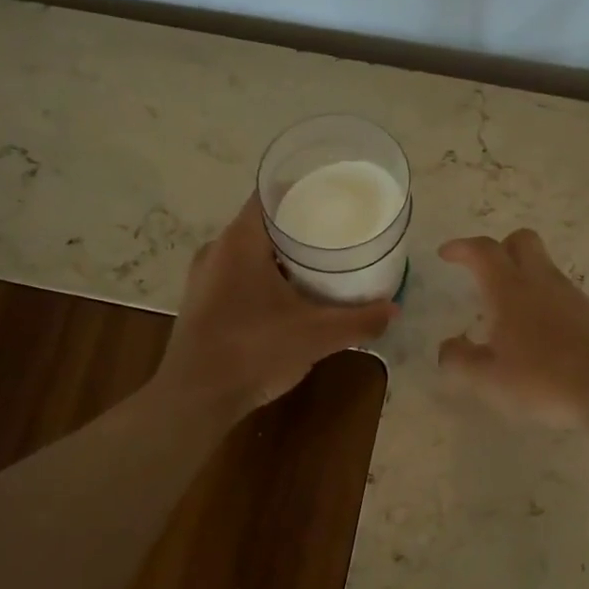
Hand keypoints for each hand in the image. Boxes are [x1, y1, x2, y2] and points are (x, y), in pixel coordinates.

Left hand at [157, 194, 395, 418]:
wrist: (195, 399)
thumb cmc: (253, 351)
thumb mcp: (315, 335)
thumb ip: (358, 321)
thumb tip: (394, 310)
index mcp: (240, 241)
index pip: (271, 194)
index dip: (303, 189)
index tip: (333, 196)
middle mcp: (217, 250)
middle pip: (262, 223)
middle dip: (299, 225)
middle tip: (336, 230)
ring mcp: (204, 277)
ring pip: (249, 251)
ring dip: (281, 254)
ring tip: (318, 261)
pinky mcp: (201, 302)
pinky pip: (238, 274)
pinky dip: (264, 275)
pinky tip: (289, 295)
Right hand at [437, 229, 588, 430]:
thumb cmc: (545, 378)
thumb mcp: (490, 379)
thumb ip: (460, 361)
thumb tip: (447, 347)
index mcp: (510, 289)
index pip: (483, 251)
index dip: (461, 248)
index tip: (446, 254)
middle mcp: (541, 282)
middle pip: (521, 241)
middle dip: (499, 248)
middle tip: (482, 271)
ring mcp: (571, 296)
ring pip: (542, 267)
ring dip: (521, 277)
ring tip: (505, 312)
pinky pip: (559, 293)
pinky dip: (541, 301)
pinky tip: (536, 334)